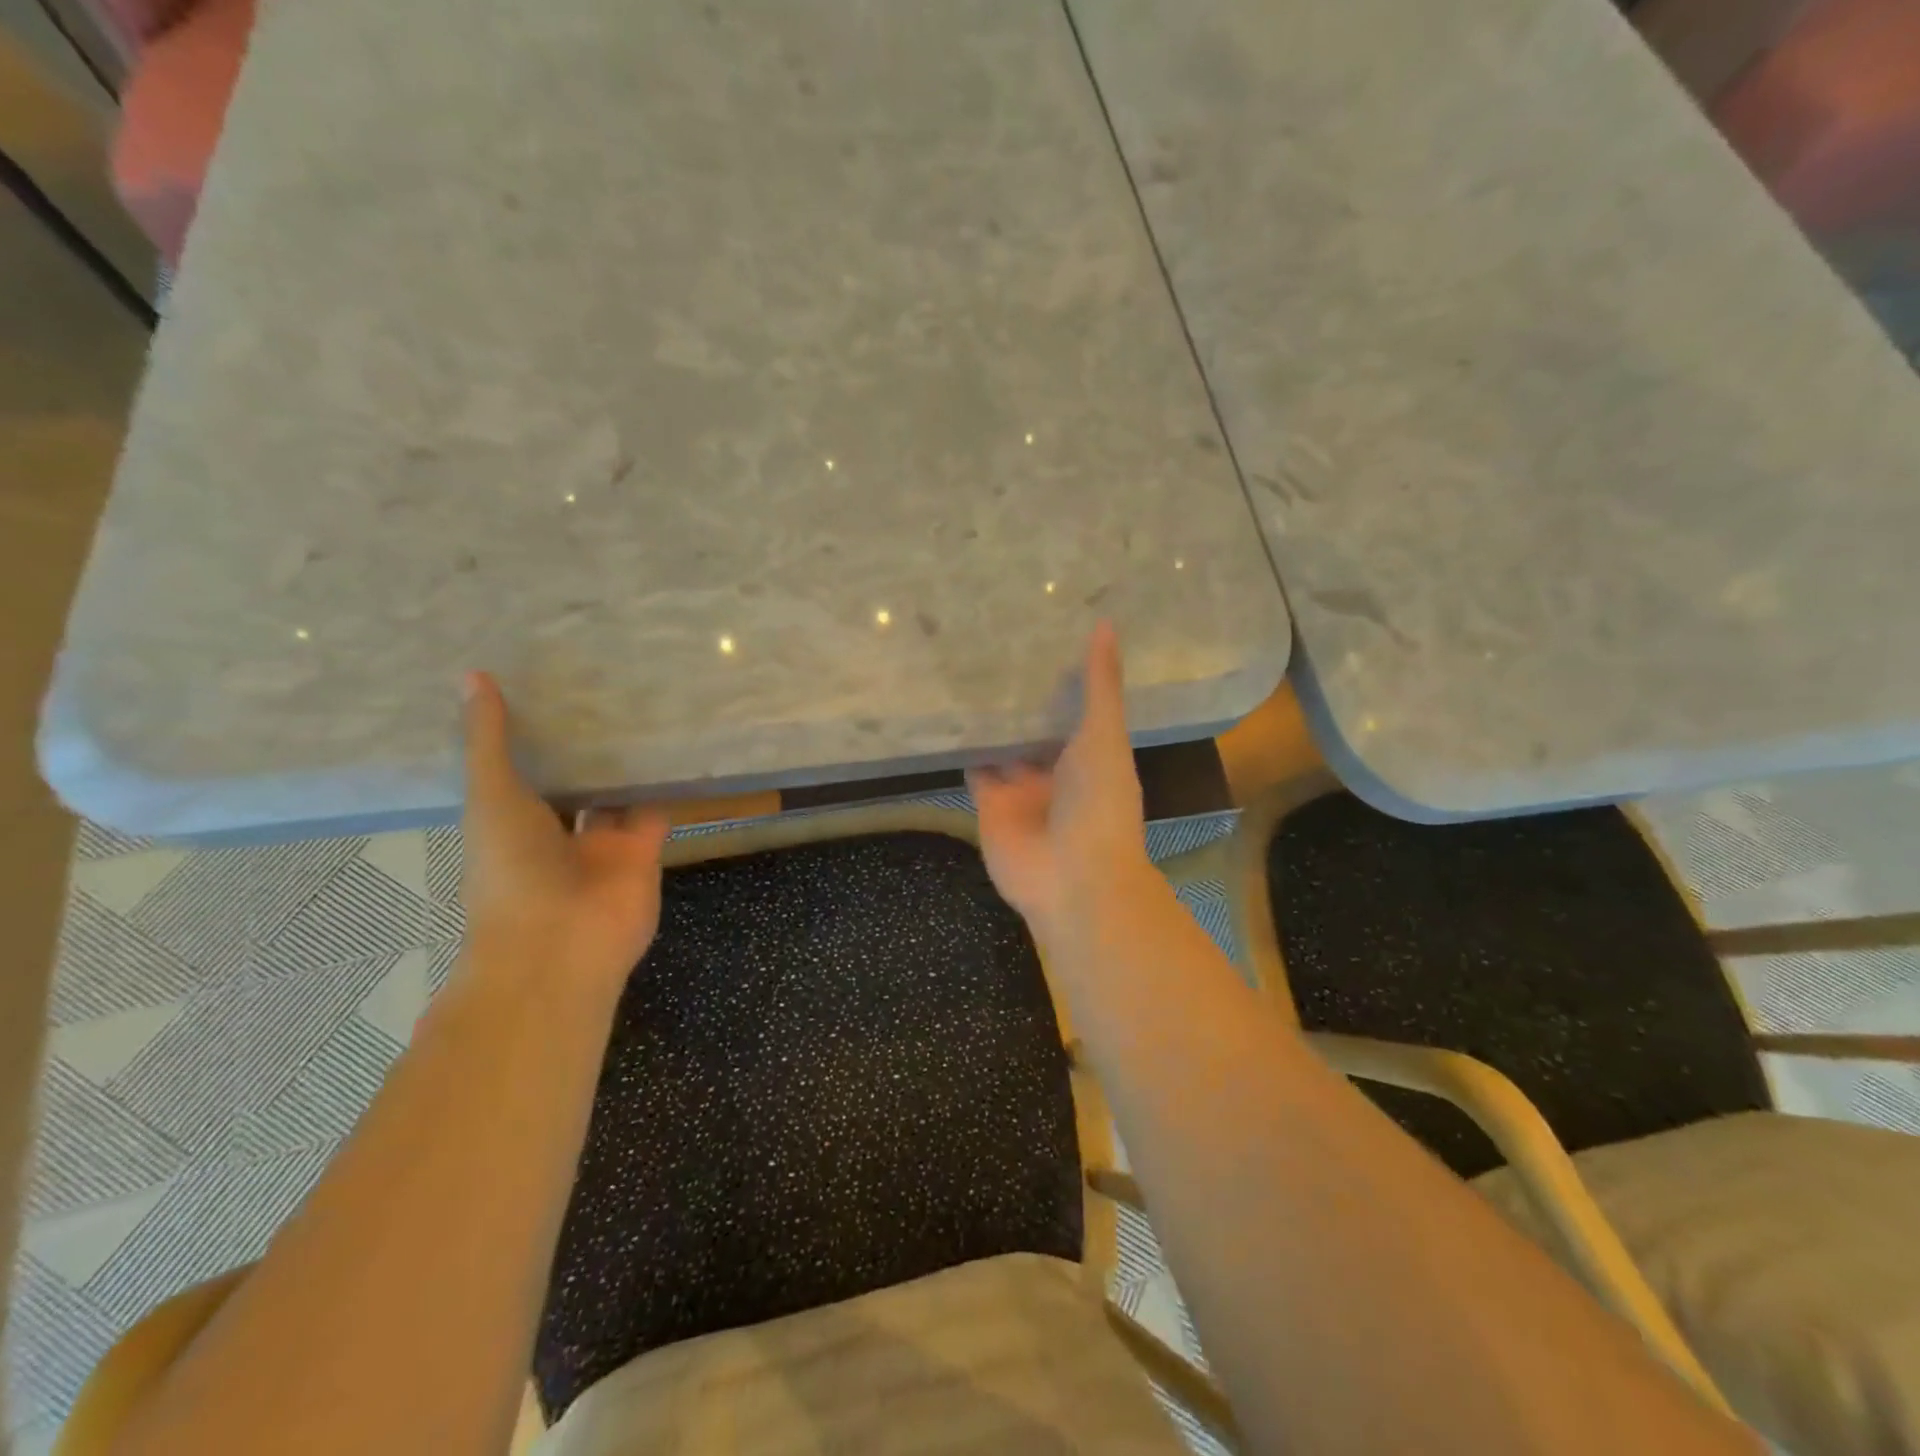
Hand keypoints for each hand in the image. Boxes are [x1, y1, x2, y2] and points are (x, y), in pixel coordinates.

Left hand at [459, 672, 670, 995]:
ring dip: (627, 764)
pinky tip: (674, 746)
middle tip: (603, 689)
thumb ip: (489, 741)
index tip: (546, 689)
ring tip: (643, 708)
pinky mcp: (645, 853)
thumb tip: (472, 676)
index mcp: (510, 823)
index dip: (533, 737)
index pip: (523, 772)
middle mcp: (556, 834)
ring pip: (616, 796)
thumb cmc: (511, 870)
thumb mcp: (492, 796)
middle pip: (573, 783)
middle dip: (586, 749)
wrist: (561, 943)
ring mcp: (602, 846)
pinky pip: (655, 812)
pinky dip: (664, 786)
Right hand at [968, 622, 1151, 948]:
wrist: (1072, 877)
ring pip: (1002, 746)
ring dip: (990, 720)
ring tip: (965, 669)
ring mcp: (1021, 788)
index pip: (1074, 708)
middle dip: (1020, 696)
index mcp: (1092, 754)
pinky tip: (947, 712)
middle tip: (994, 642)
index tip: (1042, 633)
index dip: (1061, 677)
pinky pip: (974, 769)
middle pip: (1035, 726)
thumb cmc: (1099, 802)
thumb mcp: (1104, 736)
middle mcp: (1056, 769)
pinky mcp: (989, 804)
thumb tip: (1104, 624)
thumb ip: (1101, 685)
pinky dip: (963, 747)